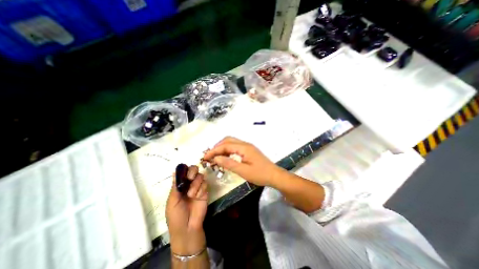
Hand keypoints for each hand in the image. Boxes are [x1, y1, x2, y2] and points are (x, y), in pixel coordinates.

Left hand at [167, 165, 207, 254]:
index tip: (185, 173)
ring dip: (196, 184)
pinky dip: (201, 189)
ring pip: (200, 176)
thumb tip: (175, 171)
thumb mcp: (172, 201)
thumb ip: (175, 186)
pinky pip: (205, 184)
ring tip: (192, 195)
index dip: (185, 169)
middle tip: (191, 178)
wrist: (188, 228)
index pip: (183, 171)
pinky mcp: (205, 191)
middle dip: (193, 172)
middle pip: (194, 170)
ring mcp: (198, 187)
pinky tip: (198, 197)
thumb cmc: (176, 216)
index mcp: (180, 185)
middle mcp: (189, 184)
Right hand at [203, 136, 283, 186]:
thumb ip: (229, 163)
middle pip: (228, 140)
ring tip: (215, 157)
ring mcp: (247, 146)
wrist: (274, 175)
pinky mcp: (248, 150)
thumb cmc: (260, 174)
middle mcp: (245, 144)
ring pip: (231, 142)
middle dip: (217, 147)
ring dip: (222, 148)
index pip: (225, 145)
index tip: (205, 156)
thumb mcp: (243, 171)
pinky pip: (235, 147)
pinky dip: (228, 150)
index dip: (214, 150)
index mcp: (244, 147)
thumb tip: (215, 158)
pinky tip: (225, 157)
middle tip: (210, 156)